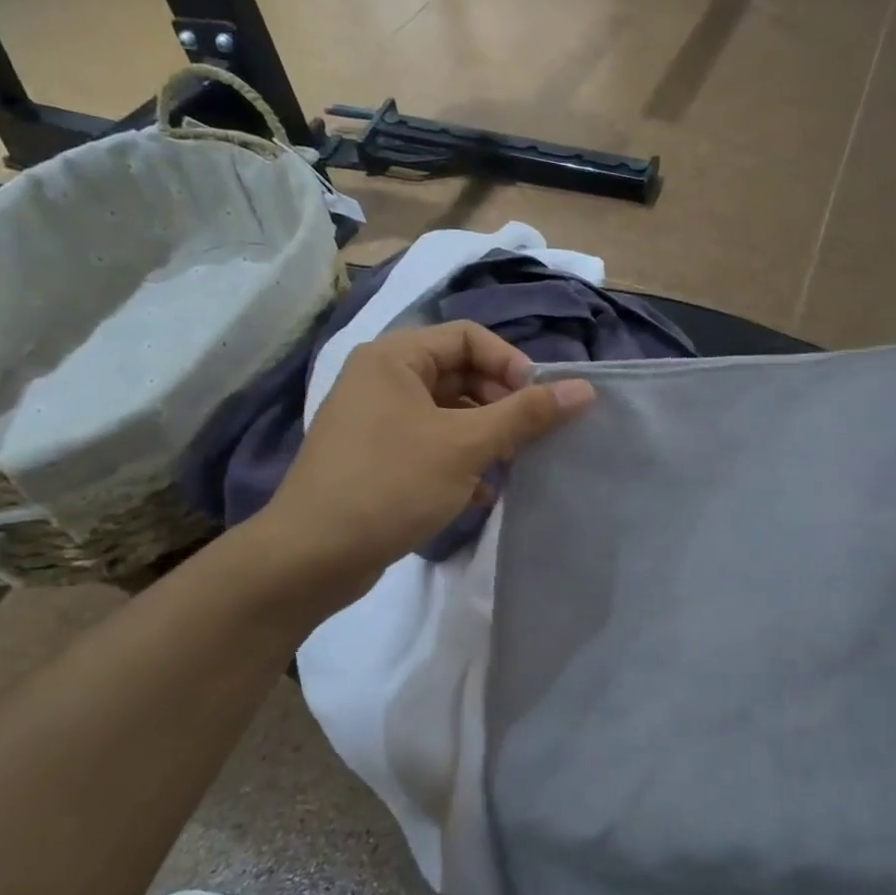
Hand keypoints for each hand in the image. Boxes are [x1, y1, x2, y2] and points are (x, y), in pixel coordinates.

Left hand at [252, 322, 594, 603]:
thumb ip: (526, 414)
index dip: (510, 363)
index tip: (538, 402)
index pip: (469, 337)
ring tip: (508, 467)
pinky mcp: (376, 458)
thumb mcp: (466, 445)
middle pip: (459, 373)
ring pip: (448, 413)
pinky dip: (460, 460)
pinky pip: (430, 443)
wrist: (311, 557)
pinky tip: (480, 493)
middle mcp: (381, 379)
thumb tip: (584, 388)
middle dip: (500, 404)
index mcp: (395, 358)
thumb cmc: (390, 484)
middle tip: (526, 439)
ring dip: (484, 436)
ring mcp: (375, 420)